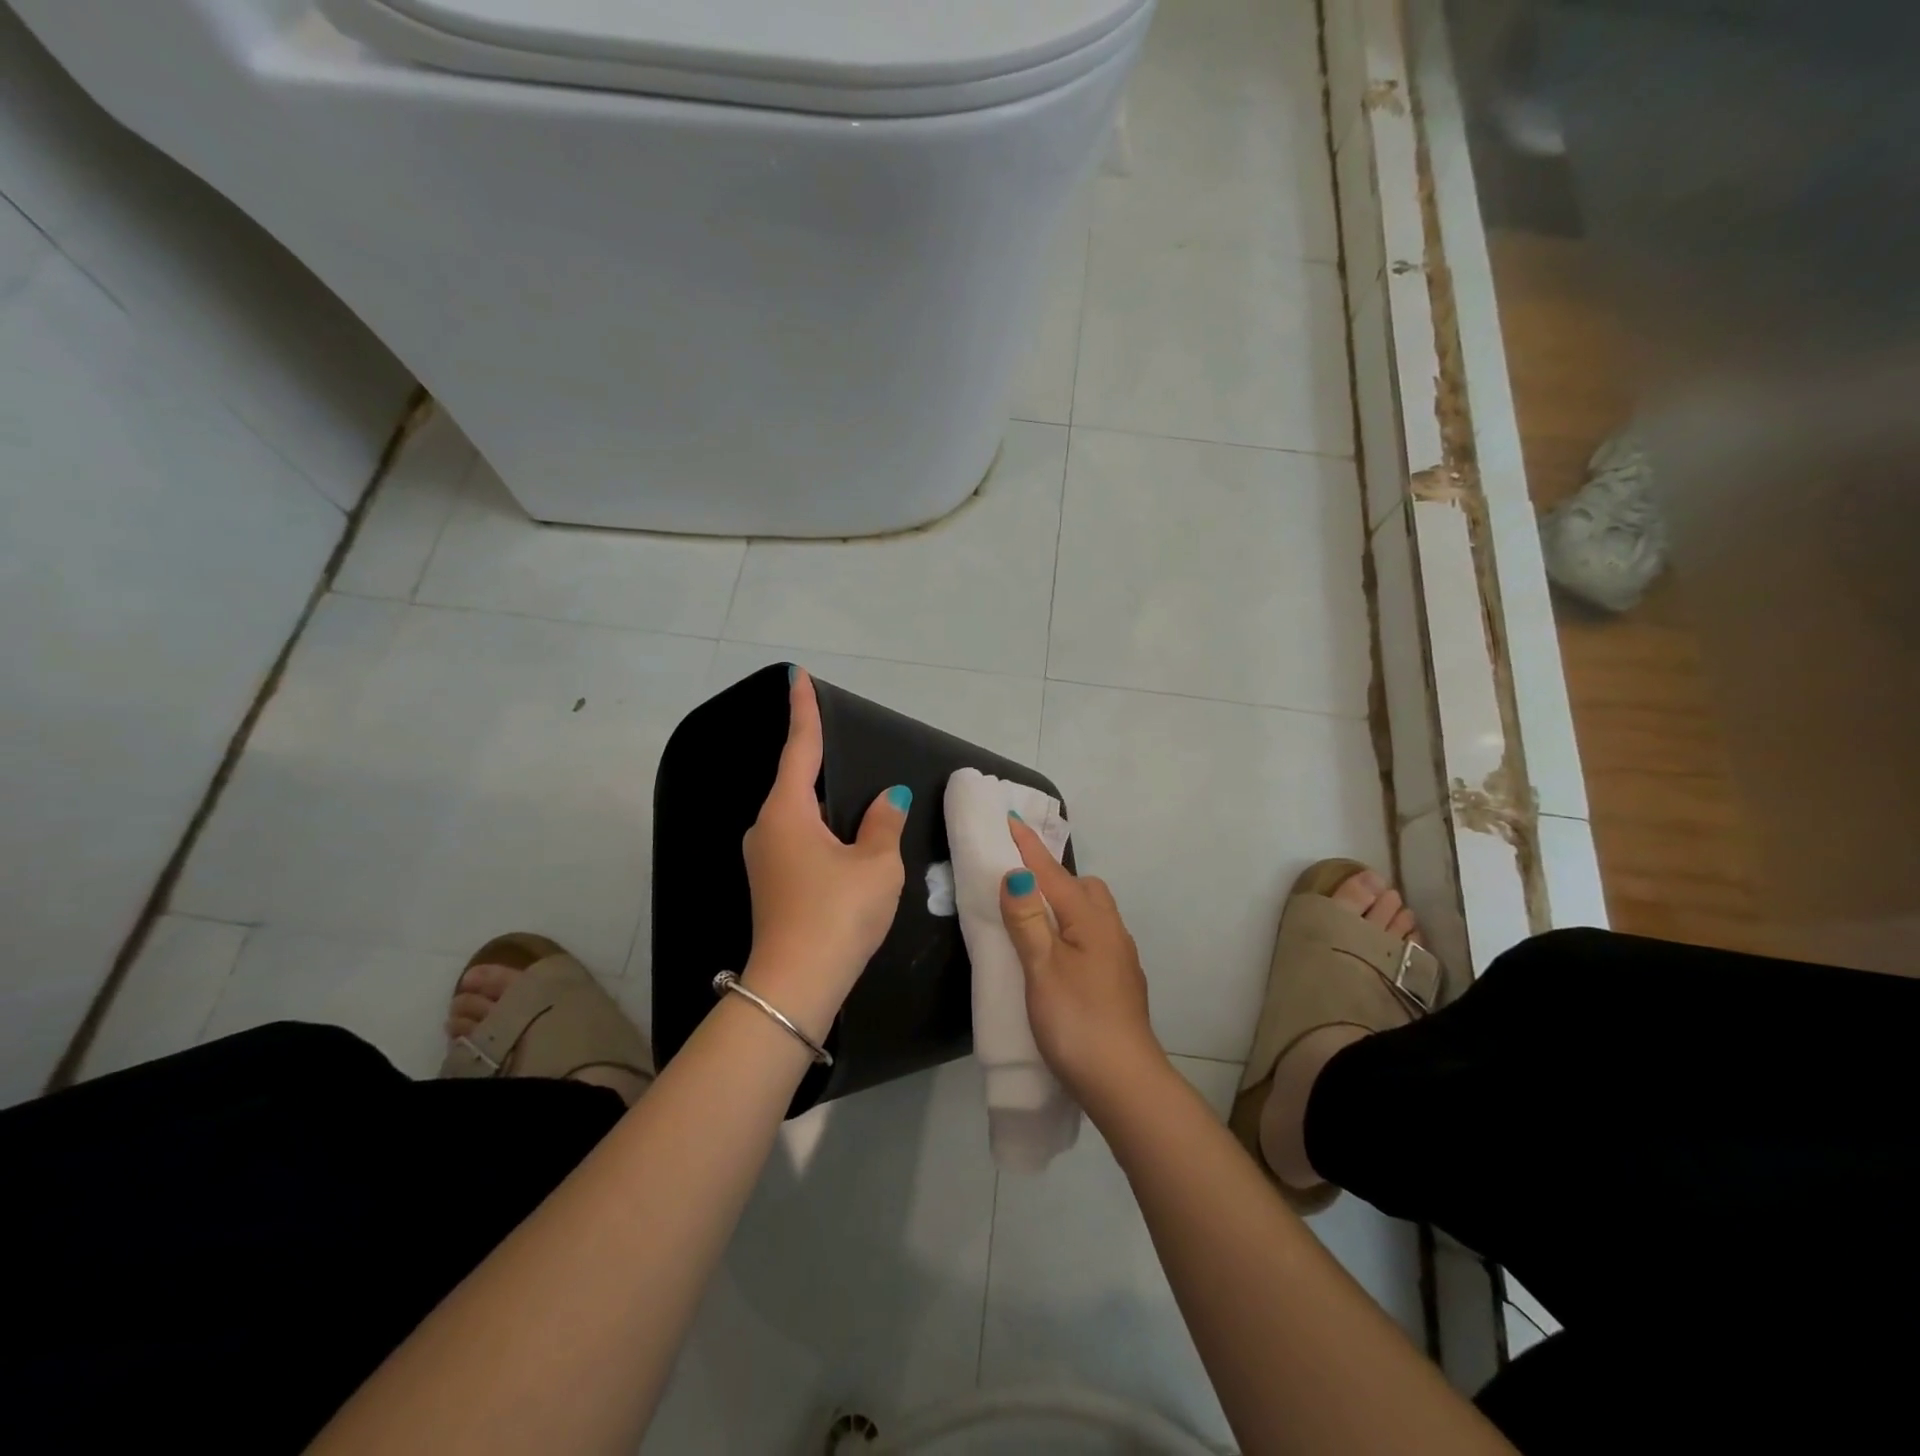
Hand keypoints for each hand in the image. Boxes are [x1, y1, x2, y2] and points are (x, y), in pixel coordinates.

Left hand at [741, 669, 908, 1036]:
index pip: (800, 747)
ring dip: (822, 802)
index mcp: (788, 812)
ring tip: (852, 795)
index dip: (803, 710)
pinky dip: (820, 830)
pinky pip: (798, 839)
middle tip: (837, 736)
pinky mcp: (771, 883)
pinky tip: (842, 841)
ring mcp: (764, 858)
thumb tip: (889, 798)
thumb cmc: (838, 913)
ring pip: (797, 815)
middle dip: (816, 759)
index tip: (797, 675)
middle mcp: (767, 827)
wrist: (796, 985)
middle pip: (796, 781)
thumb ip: (883, 823)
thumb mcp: (875, 864)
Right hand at [999, 817, 1166, 1110]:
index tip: (1011, 818)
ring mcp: (1120, 957)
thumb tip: (1015, 874)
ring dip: (1065, 905)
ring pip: (1092, 913)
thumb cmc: (1077, 1021)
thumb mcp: (1042, 968)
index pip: (1053, 873)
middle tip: (1020, 884)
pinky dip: (1073, 930)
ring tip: (1035, 920)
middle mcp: (1111, 930)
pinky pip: (1095, 936)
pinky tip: (1059, 955)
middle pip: (1083, 887)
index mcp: (1091, 920)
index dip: (1029, 848)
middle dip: (1053, 876)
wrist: (1124, 1083)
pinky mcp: (1120, 981)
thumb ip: (1027, 920)